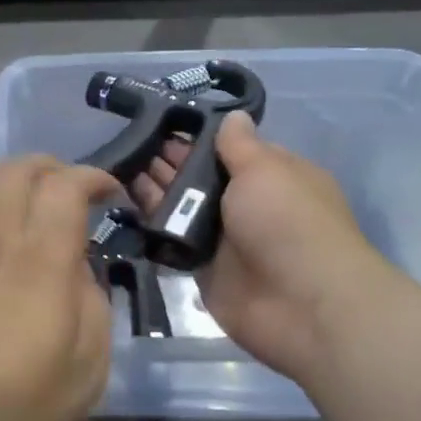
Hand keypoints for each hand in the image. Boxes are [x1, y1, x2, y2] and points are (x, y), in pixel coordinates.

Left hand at [0, 155, 120, 420]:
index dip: (93, 176)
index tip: (112, 191)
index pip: (65, 185)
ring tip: (37, 204)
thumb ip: (92, 301)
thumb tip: (76, 270)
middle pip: (18, 168)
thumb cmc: (24, 400)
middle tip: (74, 190)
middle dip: (52, 166)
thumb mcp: (89, 362)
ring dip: (17, 179)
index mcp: (43, 256)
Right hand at [131, 111, 399, 385]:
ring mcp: (225, 238)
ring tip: (117, 167)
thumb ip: (239, 144)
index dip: (195, 137)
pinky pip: (173, 242)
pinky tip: (121, 204)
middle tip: (126, 144)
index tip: (158, 121)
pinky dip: (152, 226)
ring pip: (182, 208)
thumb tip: (233, 114)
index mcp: (271, 175)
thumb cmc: (288, 223)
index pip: (228, 148)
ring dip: (154, 190)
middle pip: (200, 177)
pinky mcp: (204, 269)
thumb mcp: (265, 169)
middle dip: (168, 161)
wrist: (302, 305)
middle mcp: (247, 203)